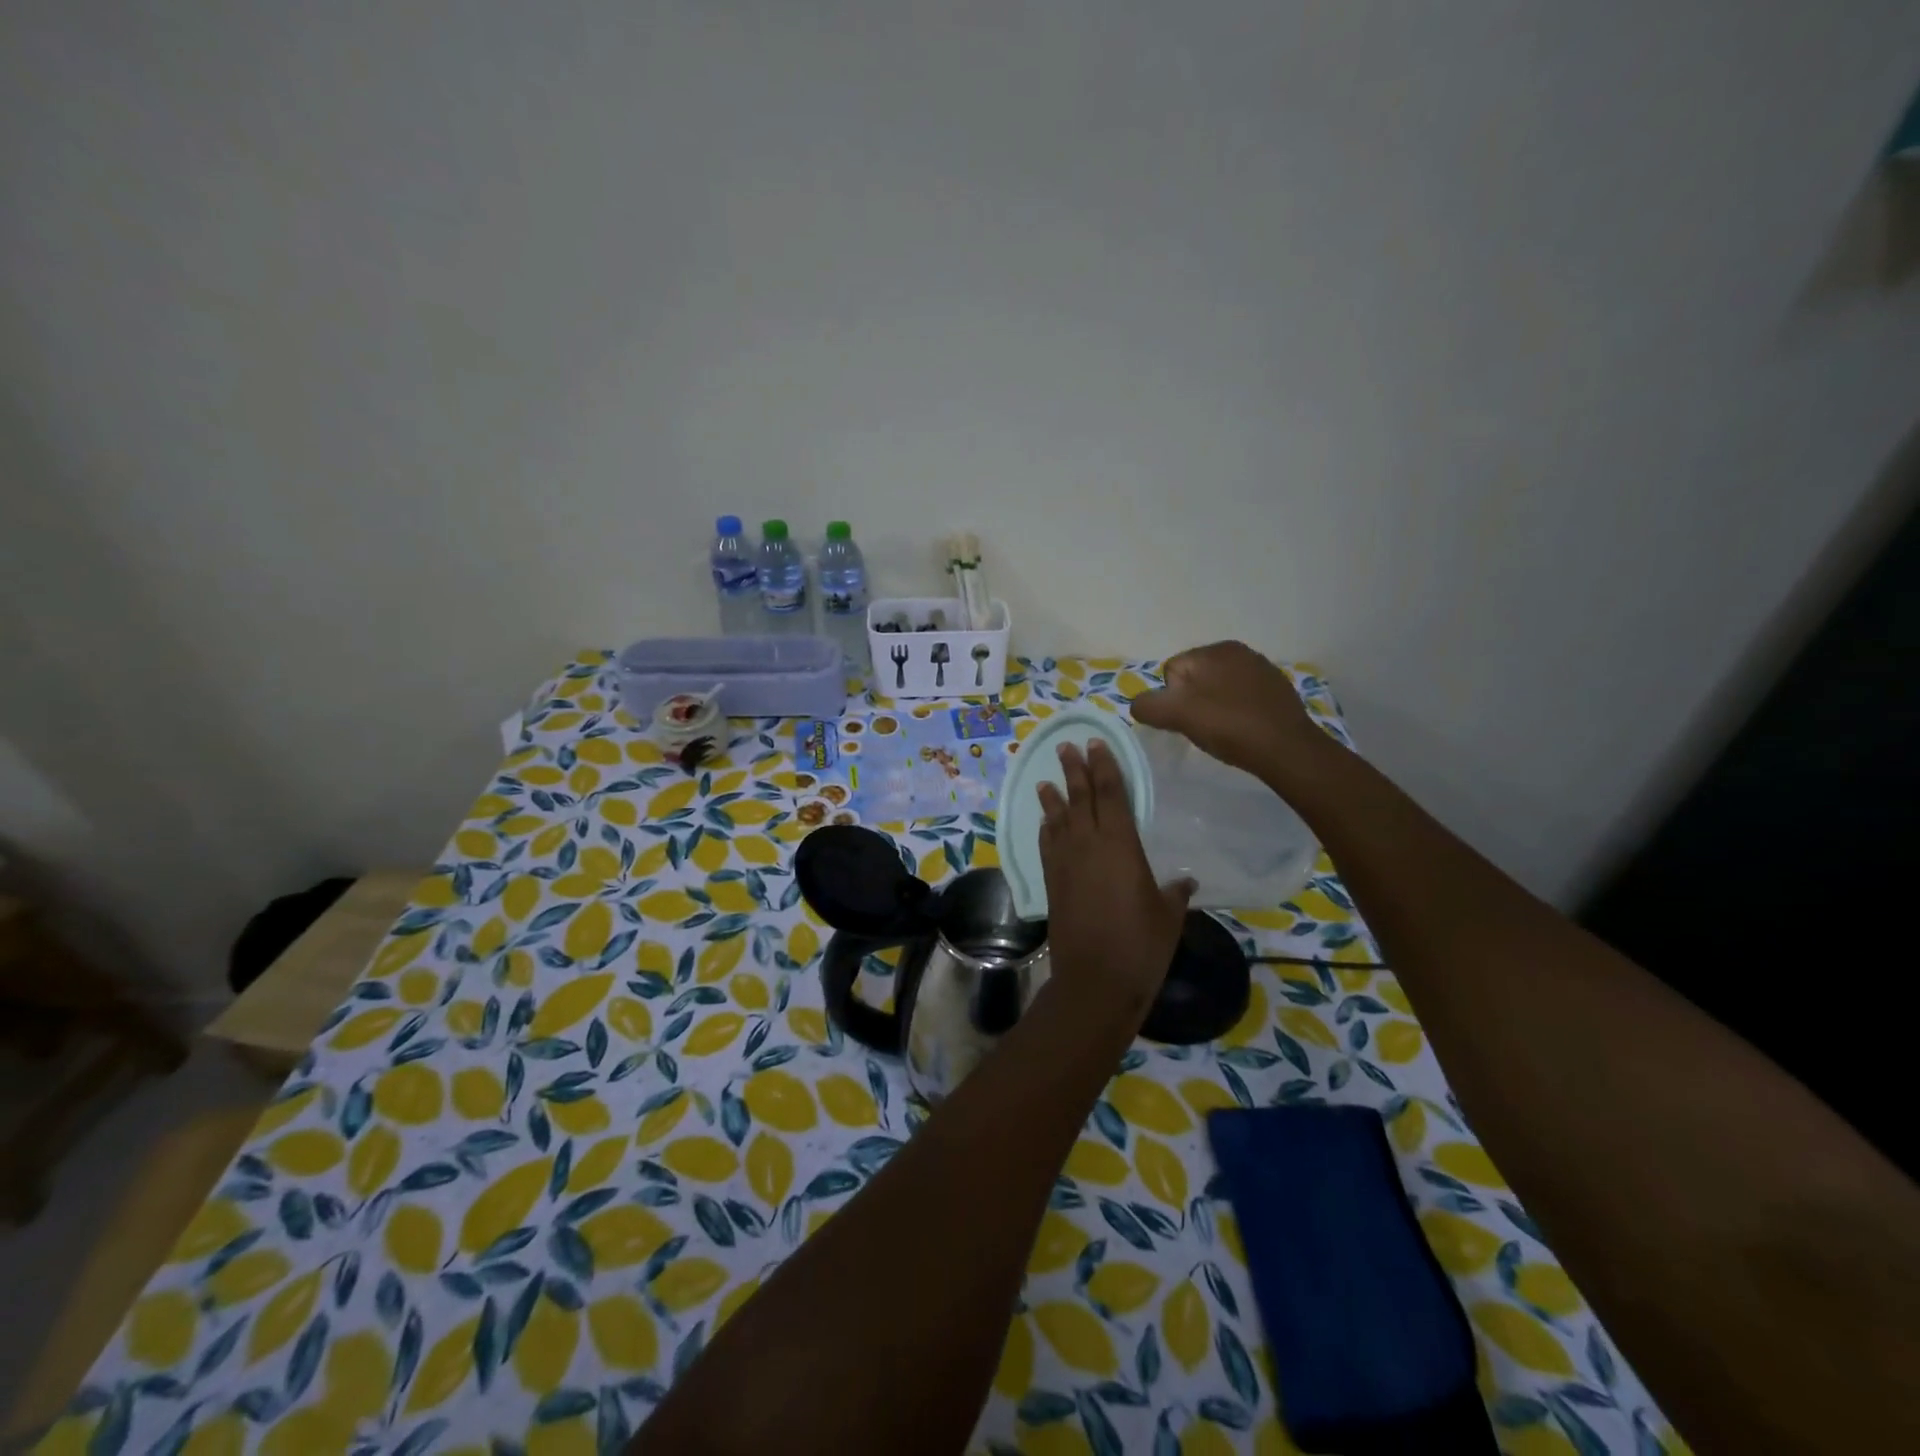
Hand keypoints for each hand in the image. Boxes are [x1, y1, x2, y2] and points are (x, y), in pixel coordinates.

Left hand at [1037, 740, 1192, 1016]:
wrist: (1096, 979)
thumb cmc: (1141, 945)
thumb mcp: (1168, 915)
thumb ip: (1175, 892)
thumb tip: (1186, 880)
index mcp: (1121, 845)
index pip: (1111, 794)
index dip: (1104, 767)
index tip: (1096, 744)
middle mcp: (1089, 845)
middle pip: (1080, 798)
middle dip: (1074, 770)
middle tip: (1067, 747)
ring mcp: (1065, 863)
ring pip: (1058, 818)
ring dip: (1053, 796)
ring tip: (1046, 778)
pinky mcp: (1051, 882)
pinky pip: (1047, 844)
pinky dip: (1046, 828)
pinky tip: (1045, 821)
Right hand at [1131, 641, 1324, 779]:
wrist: (1287, 749)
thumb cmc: (1228, 726)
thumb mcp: (1177, 715)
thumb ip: (1148, 705)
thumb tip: (1139, 704)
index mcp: (1214, 649)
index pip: (1172, 671)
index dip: (1171, 699)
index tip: (1186, 720)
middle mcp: (1238, 650)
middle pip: (1195, 678)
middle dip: (1193, 701)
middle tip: (1203, 727)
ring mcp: (1261, 668)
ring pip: (1219, 688)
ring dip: (1215, 706)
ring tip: (1224, 731)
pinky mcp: (1277, 689)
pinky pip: (1242, 697)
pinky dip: (1237, 710)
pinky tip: (1243, 729)